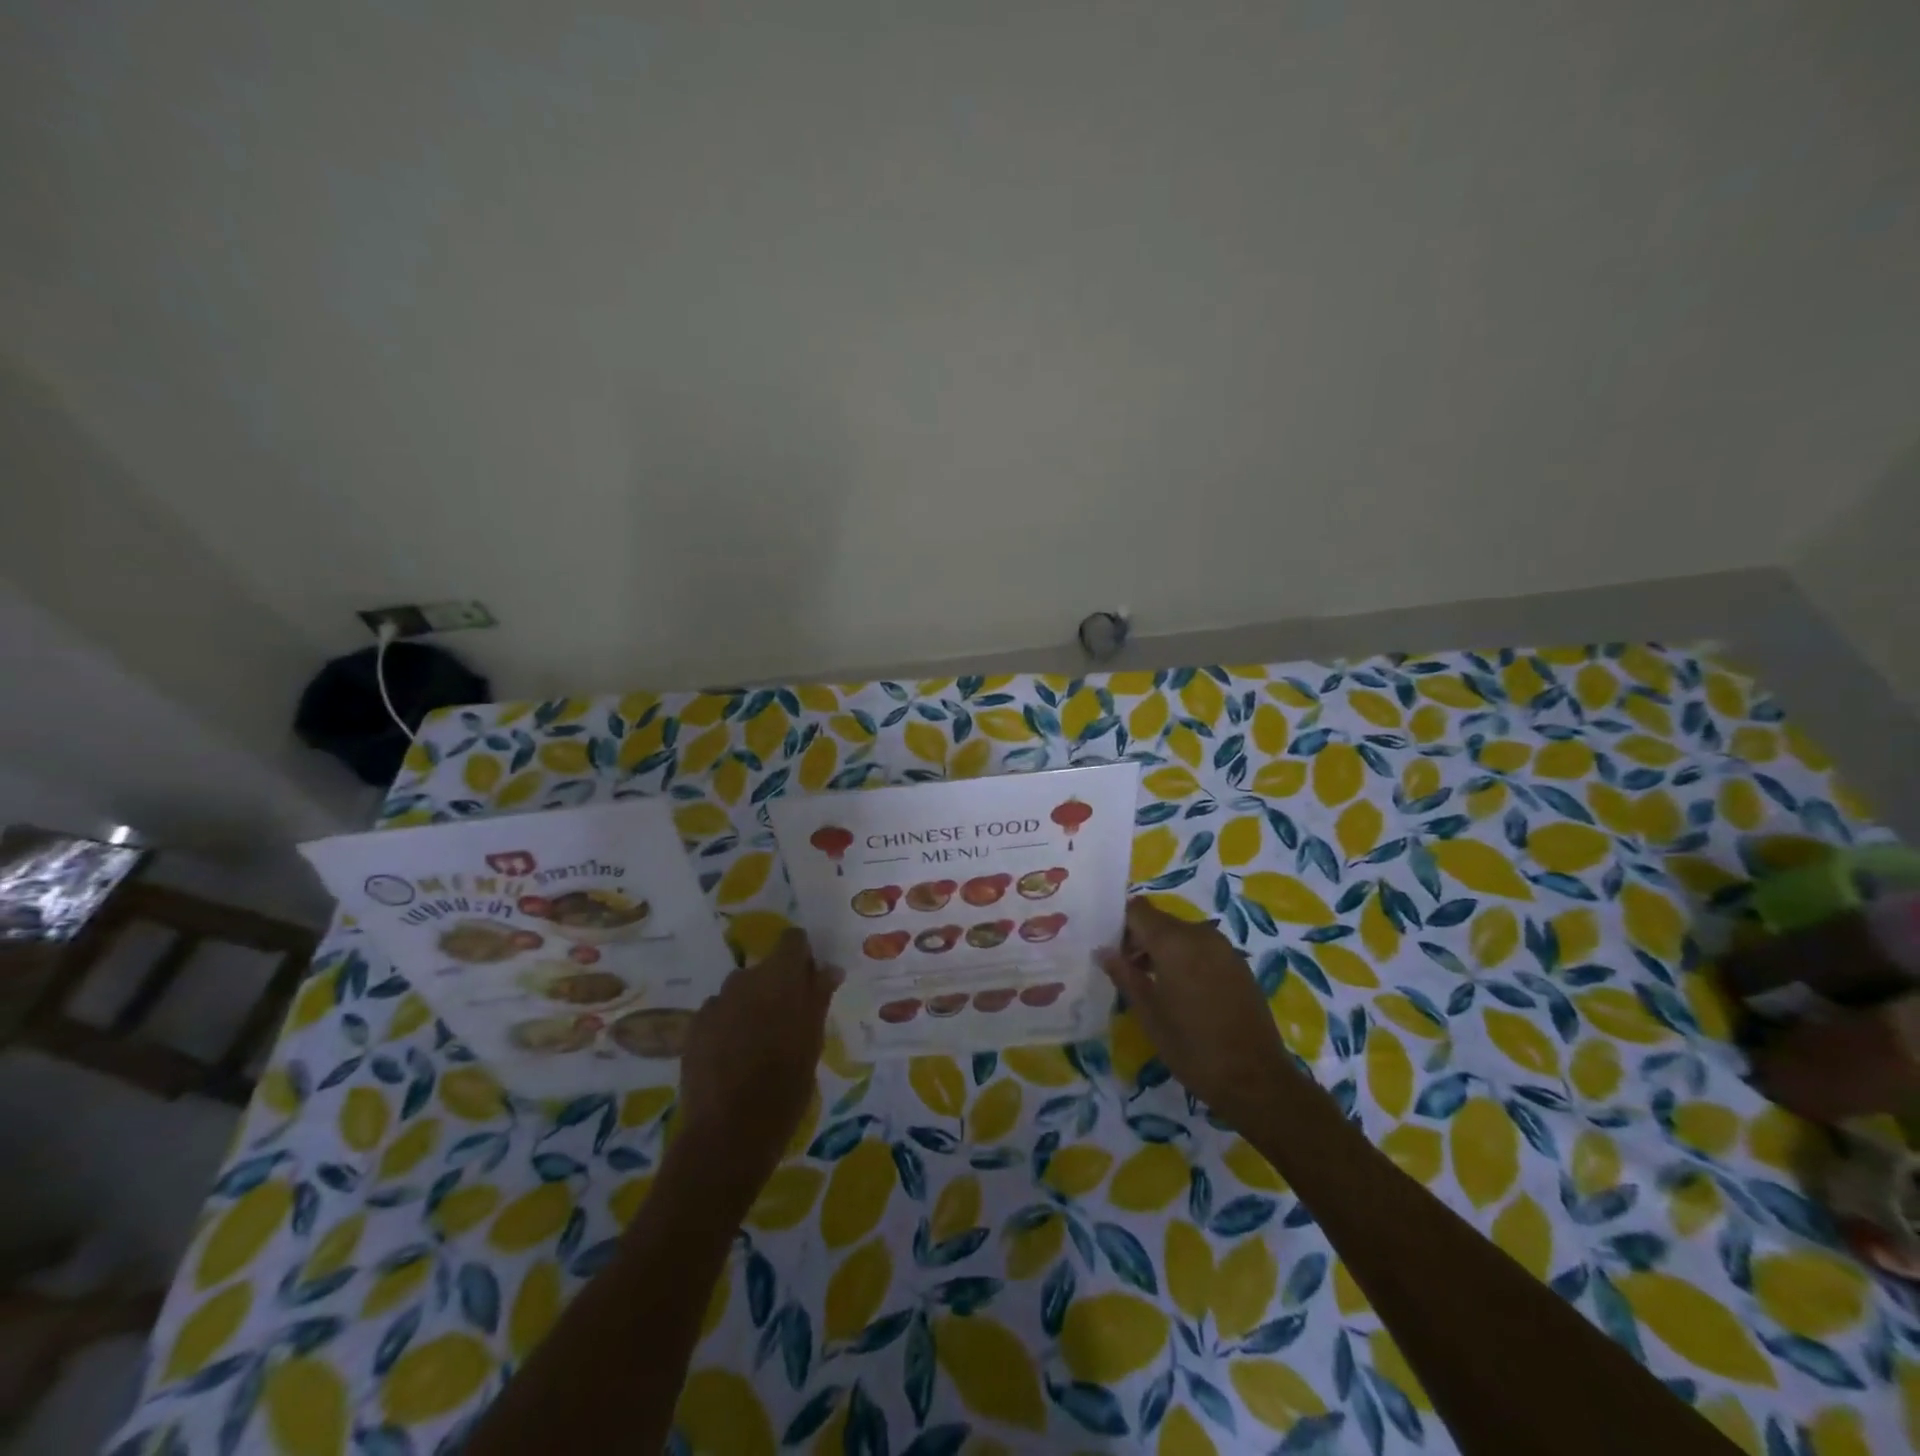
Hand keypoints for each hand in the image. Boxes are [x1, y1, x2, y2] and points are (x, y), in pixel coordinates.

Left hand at [671, 930, 839, 1205]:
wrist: (729, 1133)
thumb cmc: (786, 1085)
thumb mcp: (813, 1040)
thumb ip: (818, 997)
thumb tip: (828, 968)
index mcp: (779, 978)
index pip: (793, 940)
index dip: (802, 956)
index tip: (809, 982)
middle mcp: (745, 980)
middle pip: (766, 967)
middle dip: (778, 985)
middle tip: (788, 1022)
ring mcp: (715, 1003)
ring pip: (741, 991)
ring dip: (752, 1005)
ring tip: (759, 1044)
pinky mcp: (694, 1027)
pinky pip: (719, 1013)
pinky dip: (729, 1025)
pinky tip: (733, 1057)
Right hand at [1098, 897, 1294, 1126]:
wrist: (1256, 1080)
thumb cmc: (1192, 1047)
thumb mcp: (1149, 1014)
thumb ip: (1124, 975)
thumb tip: (1103, 951)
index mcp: (1174, 942)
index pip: (1137, 910)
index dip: (1120, 925)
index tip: (1111, 952)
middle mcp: (1200, 934)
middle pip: (1160, 921)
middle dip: (1140, 939)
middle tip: (1128, 972)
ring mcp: (1224, 948)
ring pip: (1182, 934)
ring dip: (1164, 950)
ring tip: (1154, 986)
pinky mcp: (1239, 965)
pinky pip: (1203, 948)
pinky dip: (1187, 959)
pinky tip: (1184, 993)